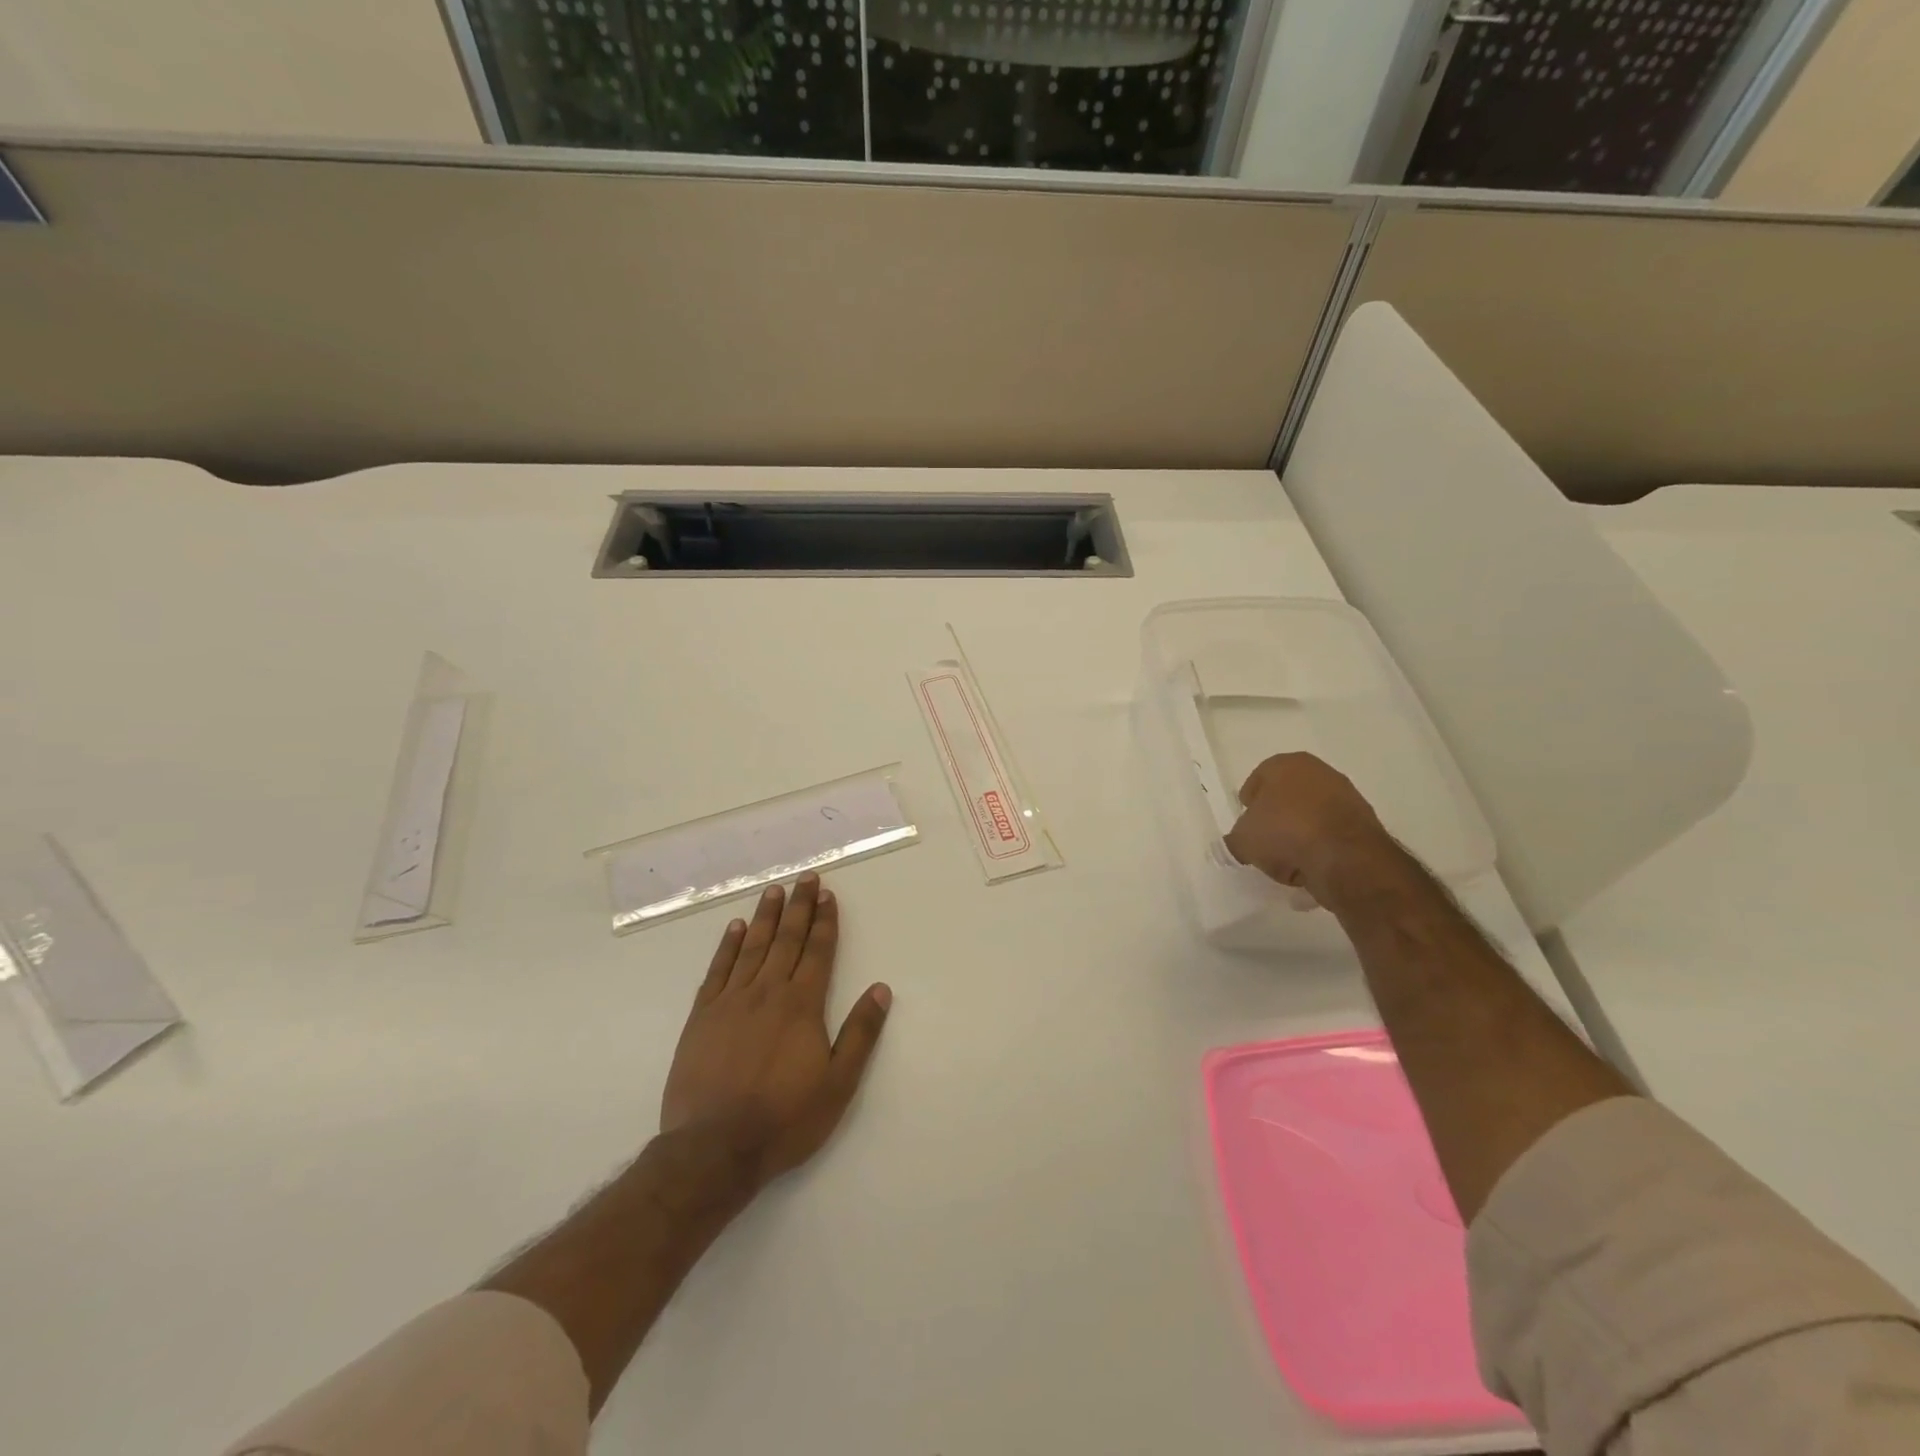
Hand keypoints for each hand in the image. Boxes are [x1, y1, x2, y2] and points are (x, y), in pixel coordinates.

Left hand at [660, 873, 891, 1187]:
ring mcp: (731, 1001)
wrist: (713, 1148)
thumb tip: (880, 989)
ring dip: (765, 917)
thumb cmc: (784, 1119)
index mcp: (802, 1005)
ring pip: (752, 947)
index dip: (824, 921)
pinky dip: (727, 946)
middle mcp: (767, 992)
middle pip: (786, 939)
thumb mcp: (838, 1084)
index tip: (827, 894)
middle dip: (798, 907)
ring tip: (773, 890)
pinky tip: (734, 928)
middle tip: (804, 878)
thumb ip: (860, 1034)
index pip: (818, 952)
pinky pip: (717, 970)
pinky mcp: (701, 1016)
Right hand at [1223, 753, 1392, 901]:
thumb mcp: (1243, 840)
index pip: (1258, 779)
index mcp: (1286, 764)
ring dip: (1300, 834)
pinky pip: (1331, 834)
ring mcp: (1347, 795)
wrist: (1345, 858)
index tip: (1246, 825)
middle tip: (1266, 842)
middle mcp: (1319, 771)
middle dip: (1276, 817)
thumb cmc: (1285, 833)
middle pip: (1287, 796)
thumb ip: (1236, 839)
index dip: (1249, 804)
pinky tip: (1312, 867)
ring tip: (1289, 860)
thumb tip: (1239, 843)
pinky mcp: (1365, 822)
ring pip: (1312, 815)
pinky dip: (1321, 847)